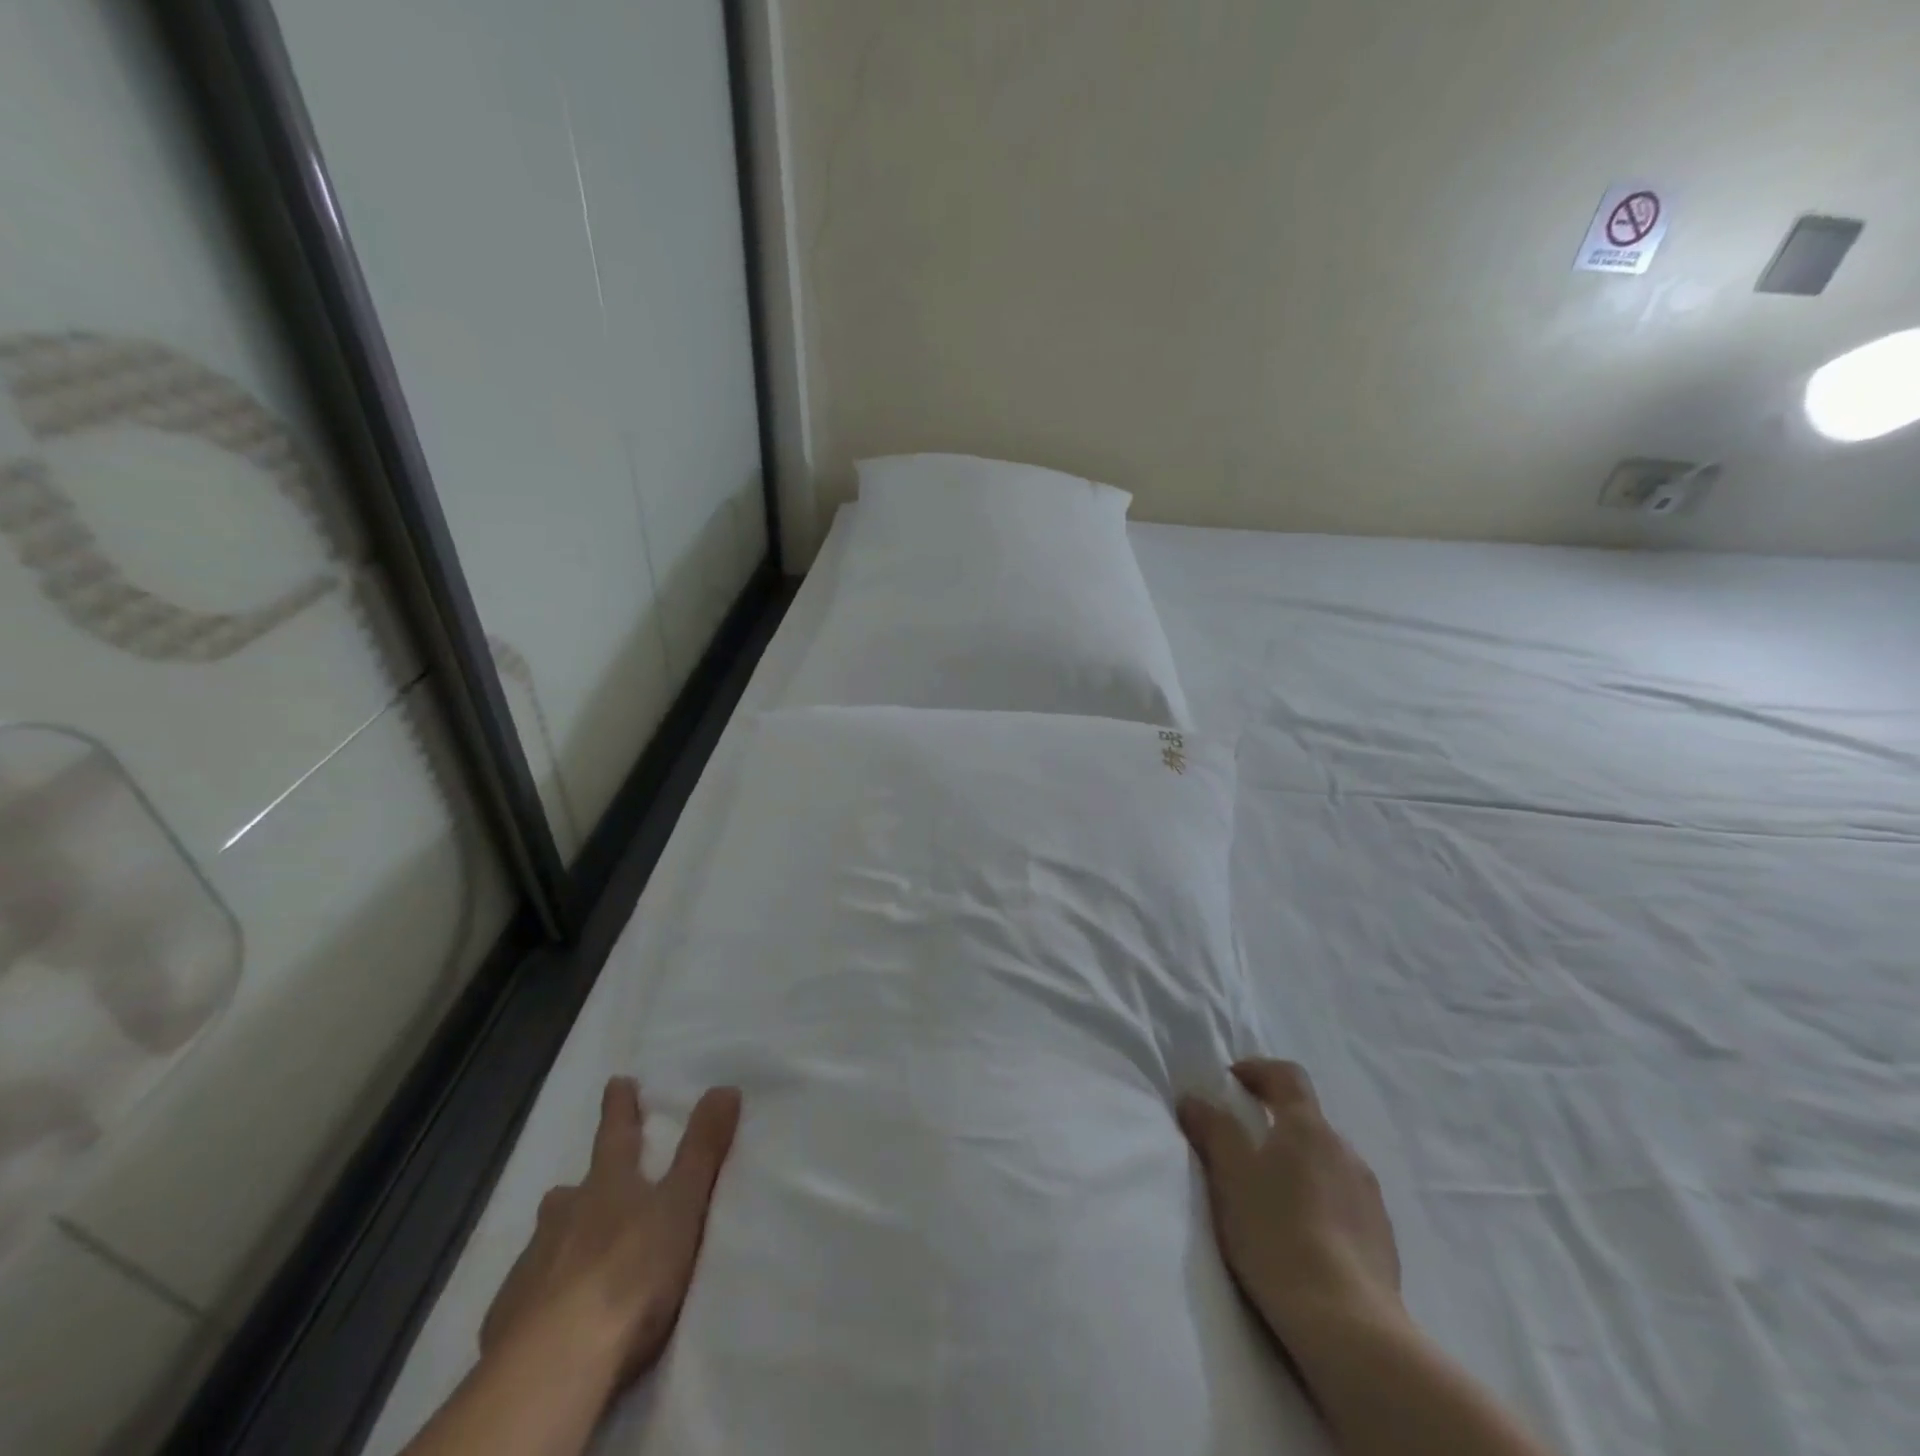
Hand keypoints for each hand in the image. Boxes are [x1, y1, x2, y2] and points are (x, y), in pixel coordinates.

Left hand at [480, 1077, 740, 1388]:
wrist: (556, 1363)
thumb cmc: (630, 1272)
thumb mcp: (682, 1205)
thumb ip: (703, 1149)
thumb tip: (725, 1087)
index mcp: (607, 1186)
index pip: (616, 1135)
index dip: (620, 1108)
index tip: (617, 1081)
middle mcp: (564, 1216)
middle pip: (570, 1192)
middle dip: (580, 1187)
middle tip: (586, 1188)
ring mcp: (531, 1267)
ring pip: (545, 1240)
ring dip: (560, 1238)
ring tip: (571, 1252)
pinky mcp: (507, 1320)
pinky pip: (525, 1294)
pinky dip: (539, 1292)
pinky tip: (546, 1312)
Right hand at [1178, 1060, 1400, 1346]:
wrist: (1347, 1324)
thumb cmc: (1277, 1232)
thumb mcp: (1230, 1174)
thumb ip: (1212, 1128)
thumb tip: (1194, 1098)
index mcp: (1308, 1126)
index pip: (1287, 1075)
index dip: (1258, 1070)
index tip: (1232, 1080)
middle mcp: (1344, 1150)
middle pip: (1307, 1119)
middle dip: (1275, 1123)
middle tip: (1243, 1144)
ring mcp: (1369, 1196)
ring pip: (1326, 1161)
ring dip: (1298, 1164)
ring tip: (1270, 1194)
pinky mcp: (1382, 1239)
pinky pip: (1343, 1200)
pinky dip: (1319, 1200)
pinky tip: (1301, 1232)